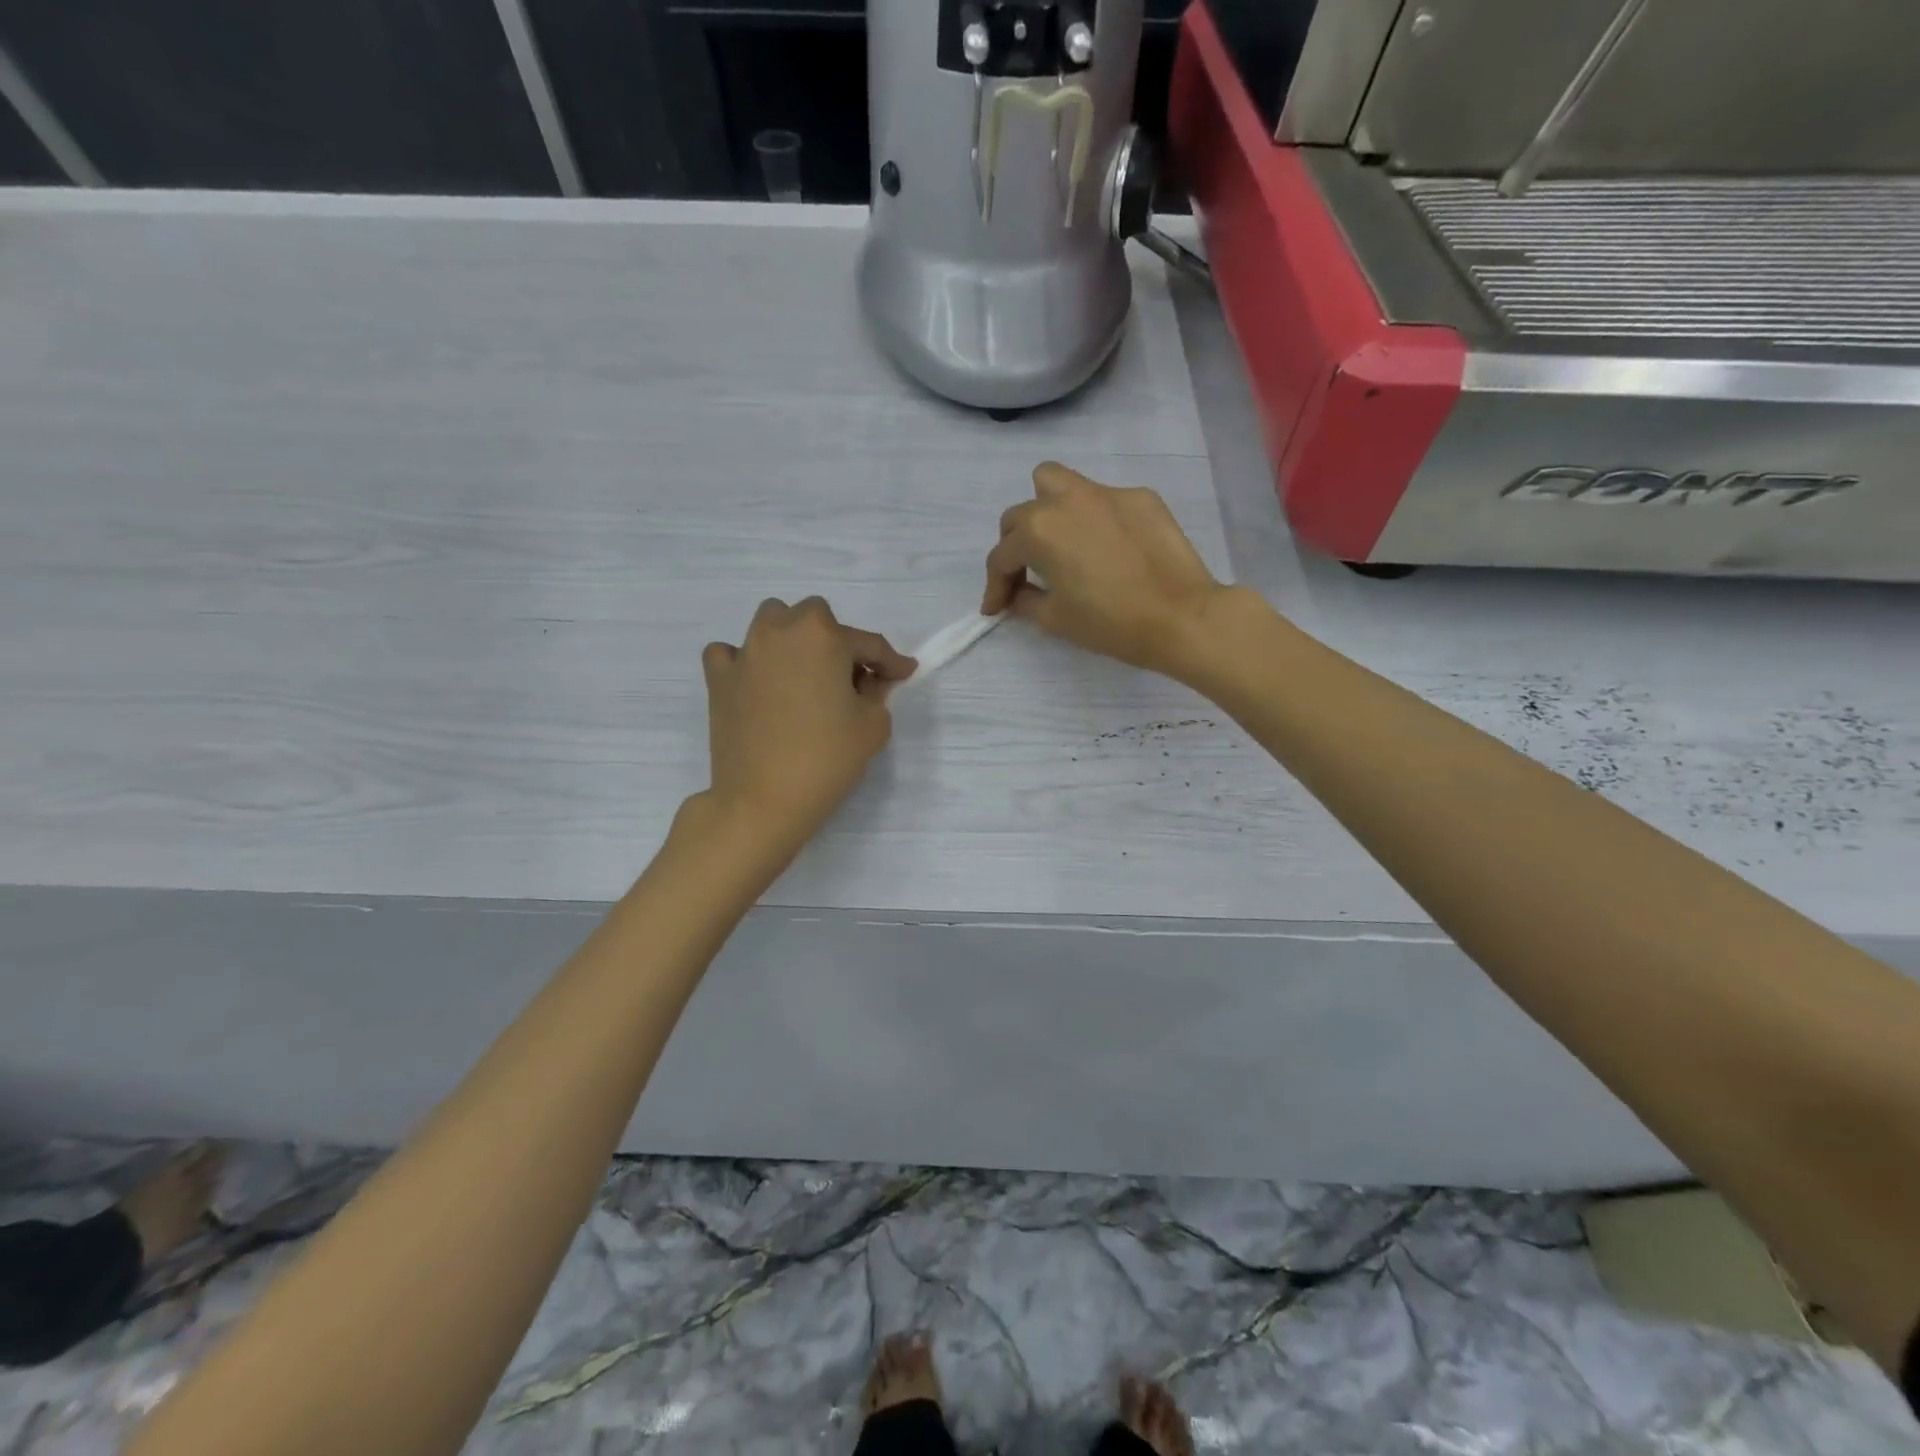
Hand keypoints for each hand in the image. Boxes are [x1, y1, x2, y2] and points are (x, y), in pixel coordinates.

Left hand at [700, 598, 914, 845]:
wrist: (762, 801)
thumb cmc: (826, 760)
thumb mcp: (873, 726)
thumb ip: (877, 692)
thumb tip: (867, 681)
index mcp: (823, 637)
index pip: (867, 643)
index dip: (890, 661)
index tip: (903, 674)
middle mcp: (780, 632)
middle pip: (815, 618)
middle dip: (836, 641)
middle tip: (848, 678)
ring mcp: (744, 653)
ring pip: (770, 623)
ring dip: (791, 639)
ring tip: (802, 673)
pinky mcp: (718, 679)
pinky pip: (729, 654)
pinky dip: (744, 662)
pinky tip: (757, 683)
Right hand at [982, 461, 1229, 679]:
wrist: (1181, 616)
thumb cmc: (1110, 623)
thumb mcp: (1056, 619)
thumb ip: (1025, 601)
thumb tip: (1017, 595)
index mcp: (1039, 530)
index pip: (1002, 556)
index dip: (994, 586)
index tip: (995, 609)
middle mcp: (1066, 499)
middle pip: (1022, 514)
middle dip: (1015, 546)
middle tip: (1027, 576)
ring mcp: (1106, 493)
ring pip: (1057, 483)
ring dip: (1046, 509)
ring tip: (1060, 542)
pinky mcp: (1140, 496)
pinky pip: (1102, 499)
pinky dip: (1094, 520)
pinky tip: (1110, 548)